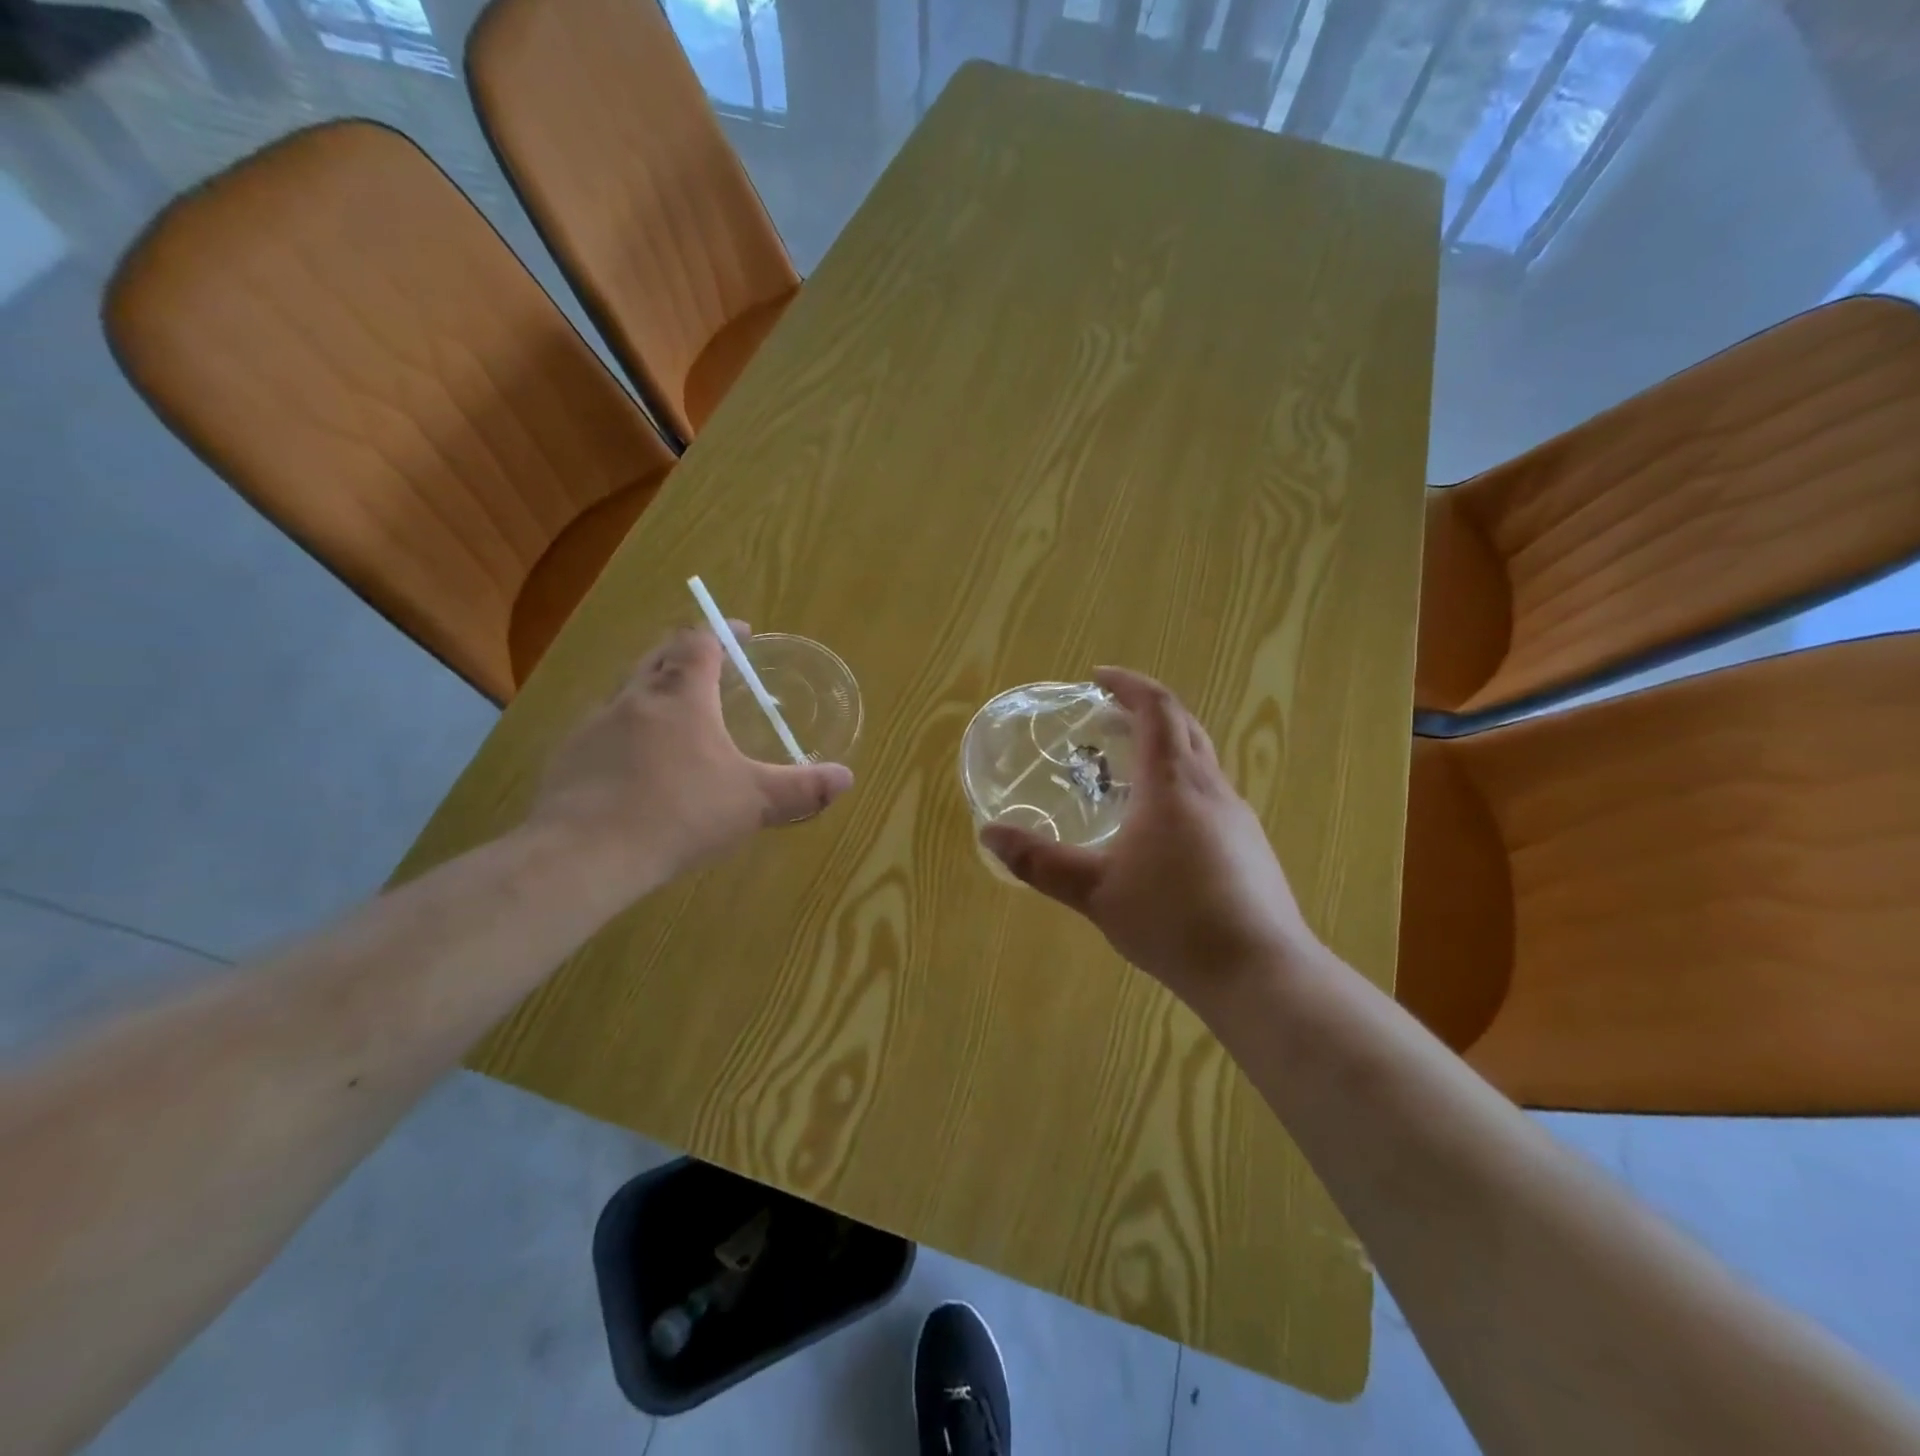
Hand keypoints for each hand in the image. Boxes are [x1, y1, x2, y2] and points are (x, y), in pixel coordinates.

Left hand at [525, 624, 853, 891]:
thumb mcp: (753, 802)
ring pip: (627, 692)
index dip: (722, 633)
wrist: (586, 853)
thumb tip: (846, 777)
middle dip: (685, 654)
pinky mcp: (569, 757)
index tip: (741, 634)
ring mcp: (594, 725)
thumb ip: (801, 788)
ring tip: (676, 721)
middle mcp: (635, 698)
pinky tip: (636, 768)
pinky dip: (625, 734)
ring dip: (653, 694)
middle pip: (658, 656)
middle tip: (710, 669)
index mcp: (681, 696)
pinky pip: (603, 730)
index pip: (699, 642)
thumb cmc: (680, 813)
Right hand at [980, 668, 1321, 1010]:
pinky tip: (1161, 829)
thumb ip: (1040, 861)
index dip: (1128, 684)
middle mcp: (1212, 788)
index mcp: (1174, 782)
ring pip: (1202, 761)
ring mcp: (1239, 817)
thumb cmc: (1172, 919)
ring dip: (1166, 748)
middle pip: (1184, 726)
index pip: (1156, 708)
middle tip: (1109, 715)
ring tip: (1127, 770)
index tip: (1097, 677)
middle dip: (1147, 709)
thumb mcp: (1094, 891)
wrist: (1259, 972)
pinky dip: (1181, 785)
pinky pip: (1211, 795)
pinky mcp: (1251, 847)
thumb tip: (989, 834)